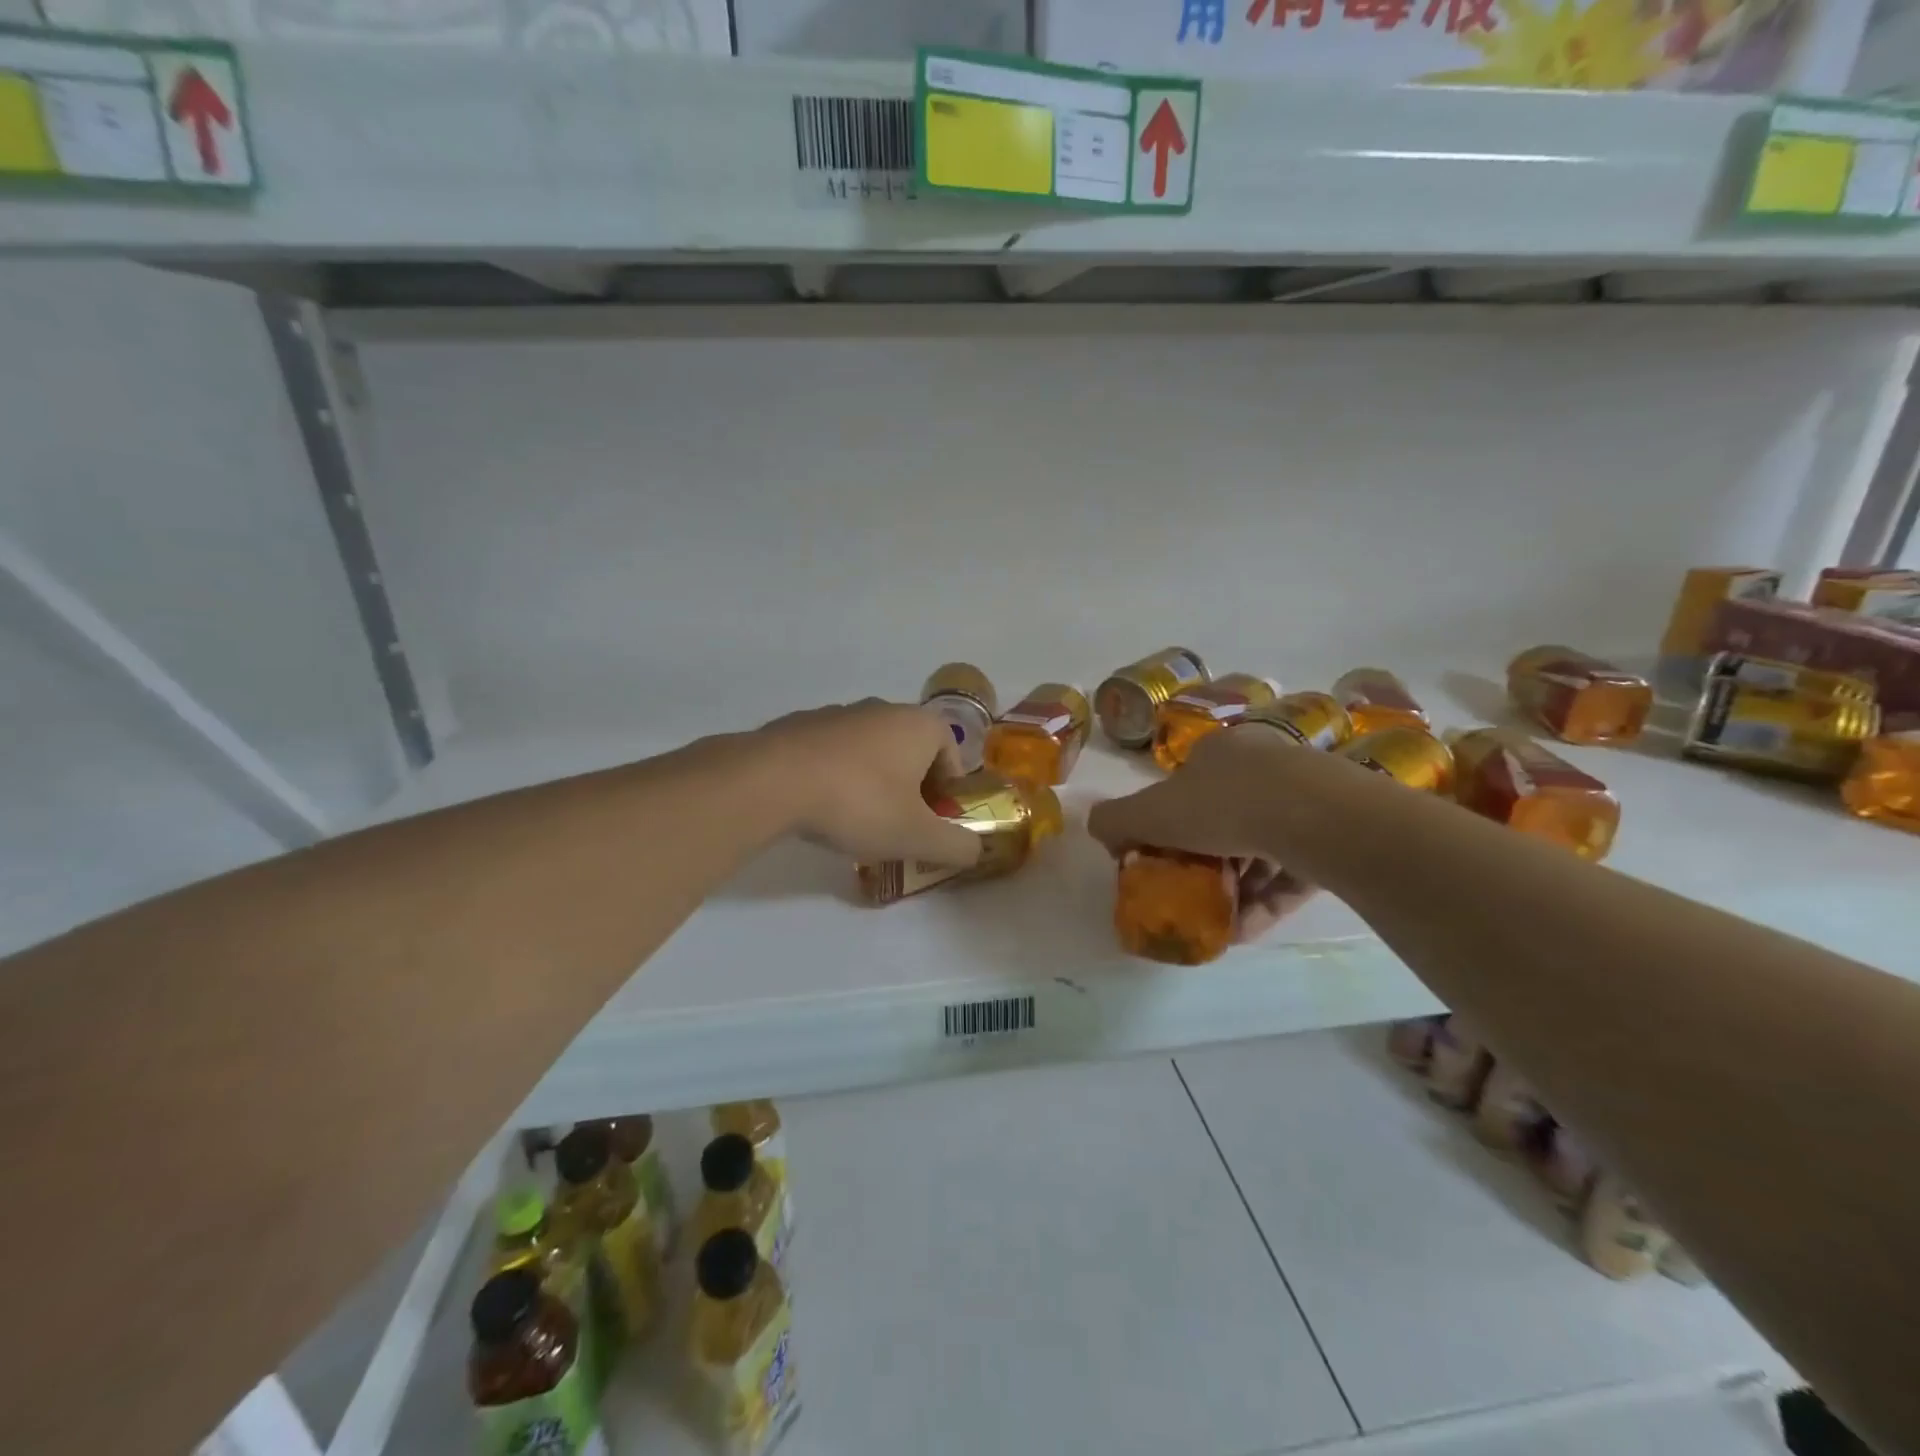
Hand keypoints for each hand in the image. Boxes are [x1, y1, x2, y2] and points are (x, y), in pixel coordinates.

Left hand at [755, 700, 983, 867]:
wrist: (772, 780)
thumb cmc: (858, 802)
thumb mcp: (916, 836)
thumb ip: (956, 846)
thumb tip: (976, 851)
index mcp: (920, 725)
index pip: (952, 757)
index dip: (947, 794)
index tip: (931, 825)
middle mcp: (883, 708)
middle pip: (912, 752)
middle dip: (911, 788)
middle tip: (897, 826)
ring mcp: (839, 712)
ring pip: (871, 751)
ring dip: (873, 782)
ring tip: (855, 820)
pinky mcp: (801, 724)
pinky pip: (833, 752)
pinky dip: (836, 775)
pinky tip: (820, 805)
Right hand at [1089, 728, 1317, 937]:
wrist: (1315, 817)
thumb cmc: (1223, 805)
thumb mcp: (1150, 812)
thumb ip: (1114, 819)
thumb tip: (1098, 828)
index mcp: (1221, 752)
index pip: (1187, 787)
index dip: (1168, 824)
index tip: (1159, 859)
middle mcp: (1265, 768)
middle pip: (1224, 820)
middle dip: (1203, 862)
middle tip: (1188, 894)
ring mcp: (1305, 801)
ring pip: (1260, 849)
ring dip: (1234, 889)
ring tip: (1215, 923)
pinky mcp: (1334, 838)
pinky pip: (1291, 874)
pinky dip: (1265, 902)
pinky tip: (1243, 931)